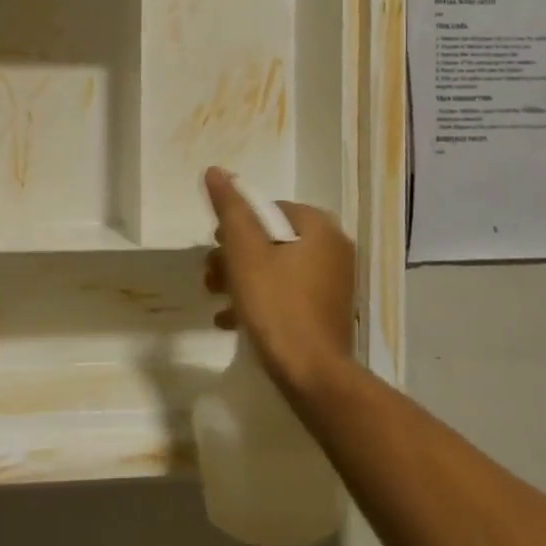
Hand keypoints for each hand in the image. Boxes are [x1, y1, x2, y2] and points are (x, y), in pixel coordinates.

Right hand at [202, 167, 355, 394]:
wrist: (312, 375)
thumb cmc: (276, 305)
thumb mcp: (244, 250)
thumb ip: (230, 208)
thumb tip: (215, 170)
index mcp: (319, 228)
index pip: (269, 209)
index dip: (236, 225)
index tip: (215, 247)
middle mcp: (334, 250)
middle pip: (272, 239)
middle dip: (235, 256)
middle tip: (211, 276)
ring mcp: (334, 284)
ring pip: (277, 268)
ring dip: (242, 279)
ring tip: (216, 299)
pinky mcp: (327, 313)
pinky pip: (288, 294)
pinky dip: (260, 300)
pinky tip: (231, 321)